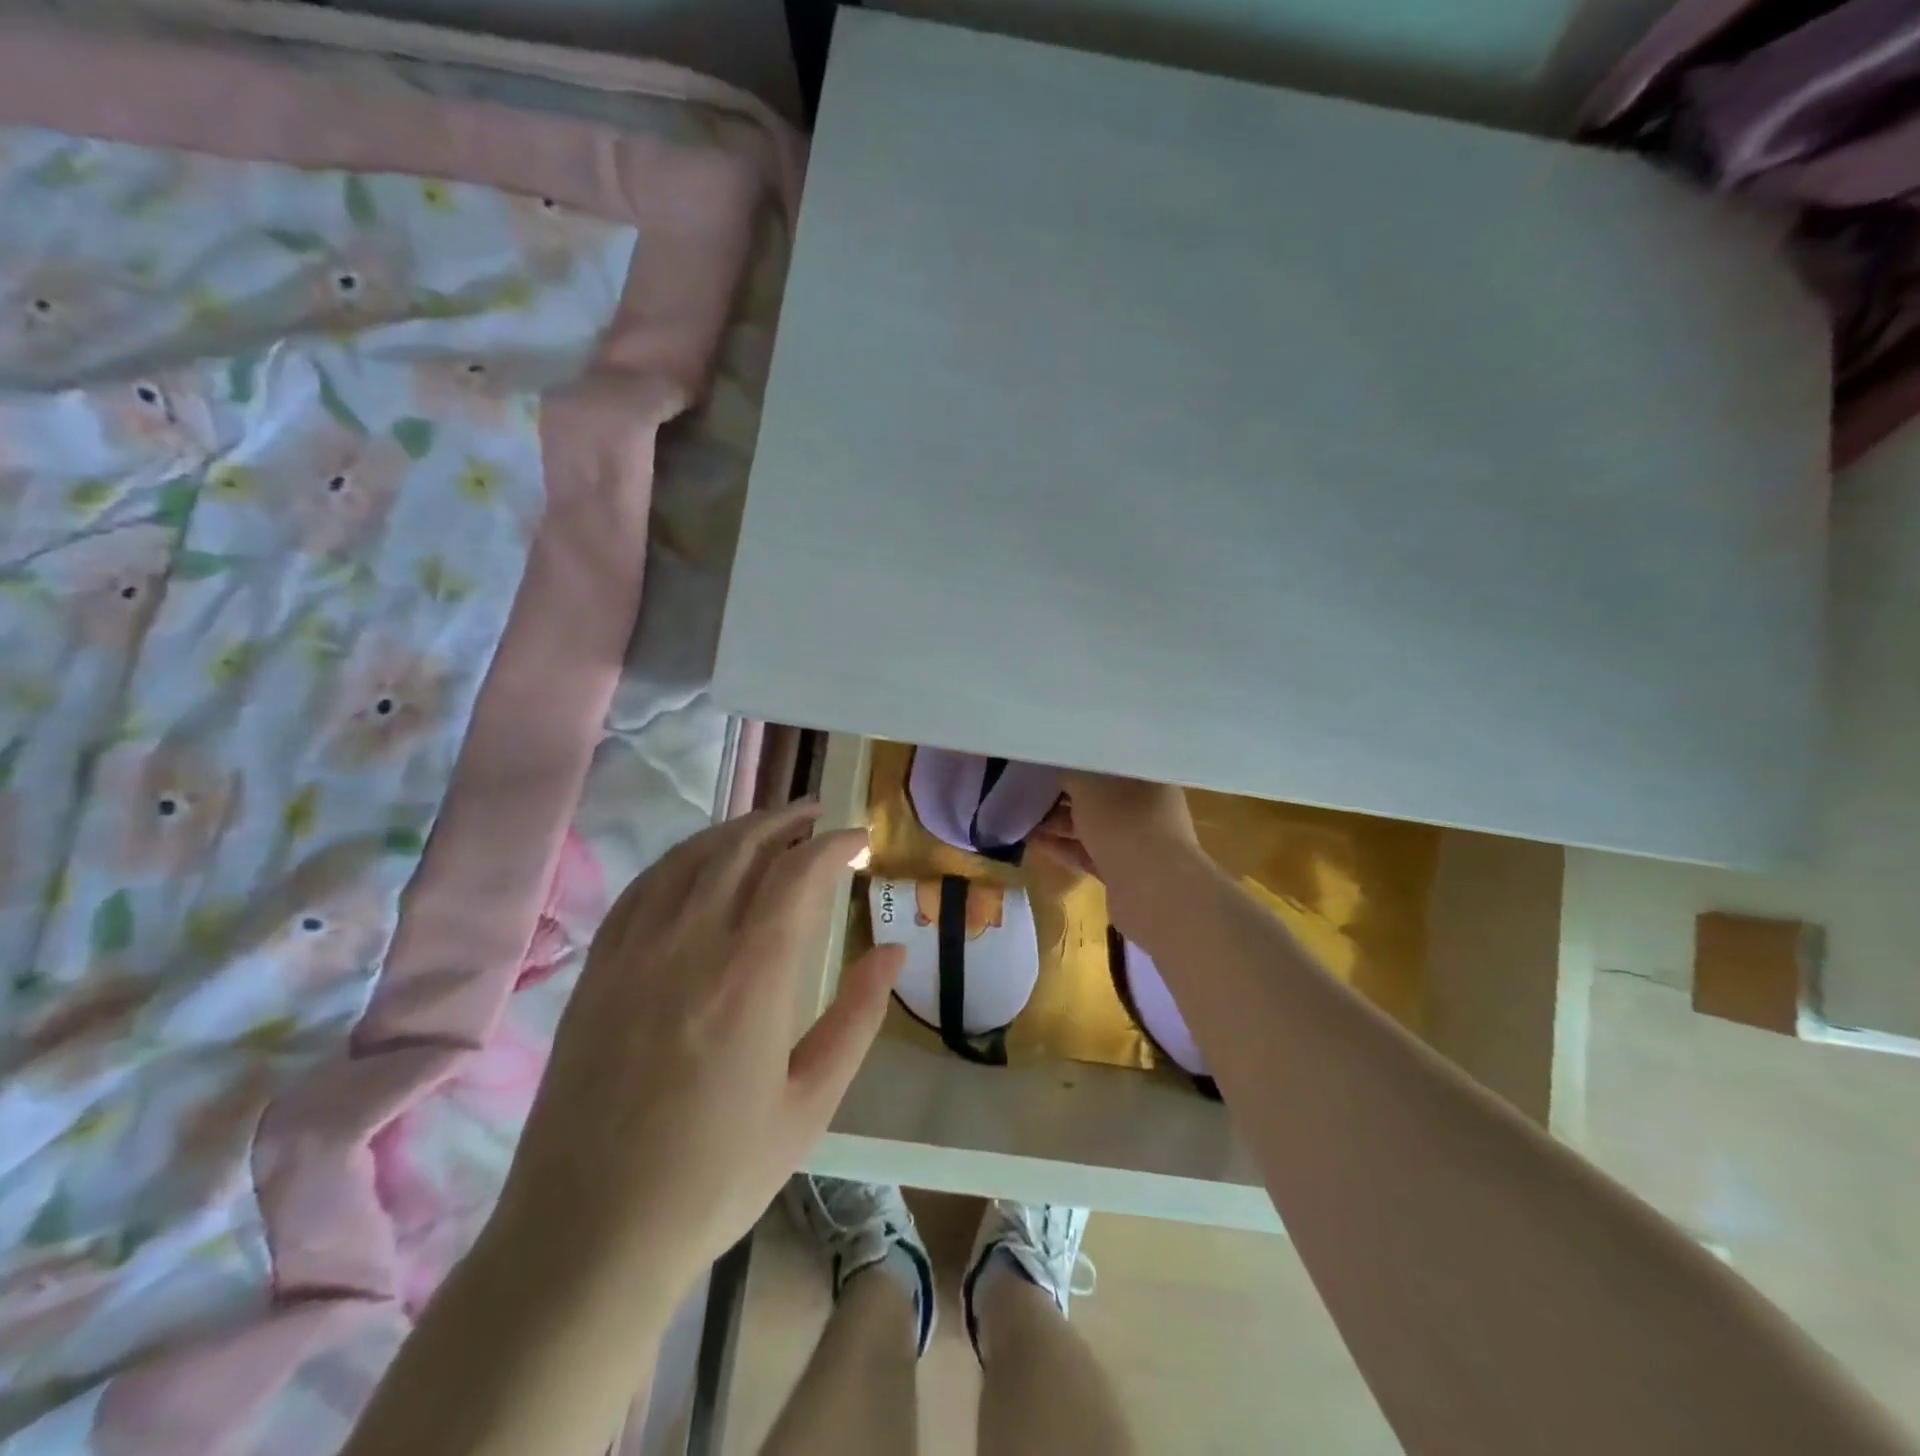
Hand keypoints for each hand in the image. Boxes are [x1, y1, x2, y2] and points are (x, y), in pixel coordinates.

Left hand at [490, 802, 903, 1302]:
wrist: (588, 1236)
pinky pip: (643, 888)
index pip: (799, 874)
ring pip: (691, 858)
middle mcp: (691, 944)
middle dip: (786, 821)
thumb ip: (857, 1017)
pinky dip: (681, 859)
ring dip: (735, 830)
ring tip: (767, 826)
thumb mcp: (810, 1106)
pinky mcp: (598, 970)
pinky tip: (698, 863)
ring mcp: (635, 952)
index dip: (834, 845)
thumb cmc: (715, 1177)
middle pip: (742, 848)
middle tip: (817, 815)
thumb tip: (893, 950)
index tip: (859, 840)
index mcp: (751, 976)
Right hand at [1031, 771, 1197, 875]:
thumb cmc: (1123, 821)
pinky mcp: (1124, 870)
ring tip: (1022, 815)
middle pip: (1098, 793)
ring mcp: (1136, 840)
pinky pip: (1088, 852)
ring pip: (1091, 824)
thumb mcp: (1087, 784)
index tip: (1047, 760)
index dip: (1077, 758)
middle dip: (1063, 792)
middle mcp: (1146, 805)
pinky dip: (1064, 846)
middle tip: (1029, 788)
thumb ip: (1068, 772)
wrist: (1153, 890)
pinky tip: (1033, 841)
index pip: (1109, 759)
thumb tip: (1055, 767)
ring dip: (1059, 821)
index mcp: (1146, 776)